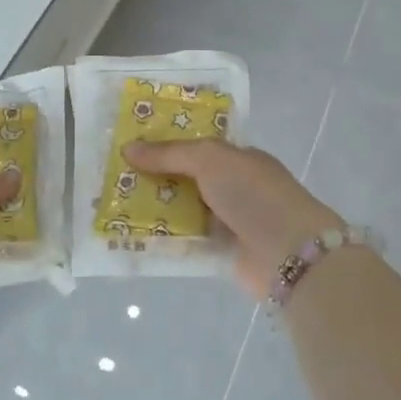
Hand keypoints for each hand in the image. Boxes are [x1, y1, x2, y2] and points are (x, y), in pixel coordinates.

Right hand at [123, 139, 343, 298]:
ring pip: (183, 212)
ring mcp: (228, 222)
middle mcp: (233, 188)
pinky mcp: (221, 254)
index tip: (128, 146)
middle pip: (186, 180)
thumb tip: (128, 148)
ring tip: (112, 206)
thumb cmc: (253, 194)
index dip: (165, 145)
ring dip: (154, 210)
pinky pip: (186, 242)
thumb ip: (169, 153)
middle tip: (111, 177)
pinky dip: (164, 241)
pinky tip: (132, 237)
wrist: (289, 251)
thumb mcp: (210, 159)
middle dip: (153, 178)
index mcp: (238, 159)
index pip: (197, 147)